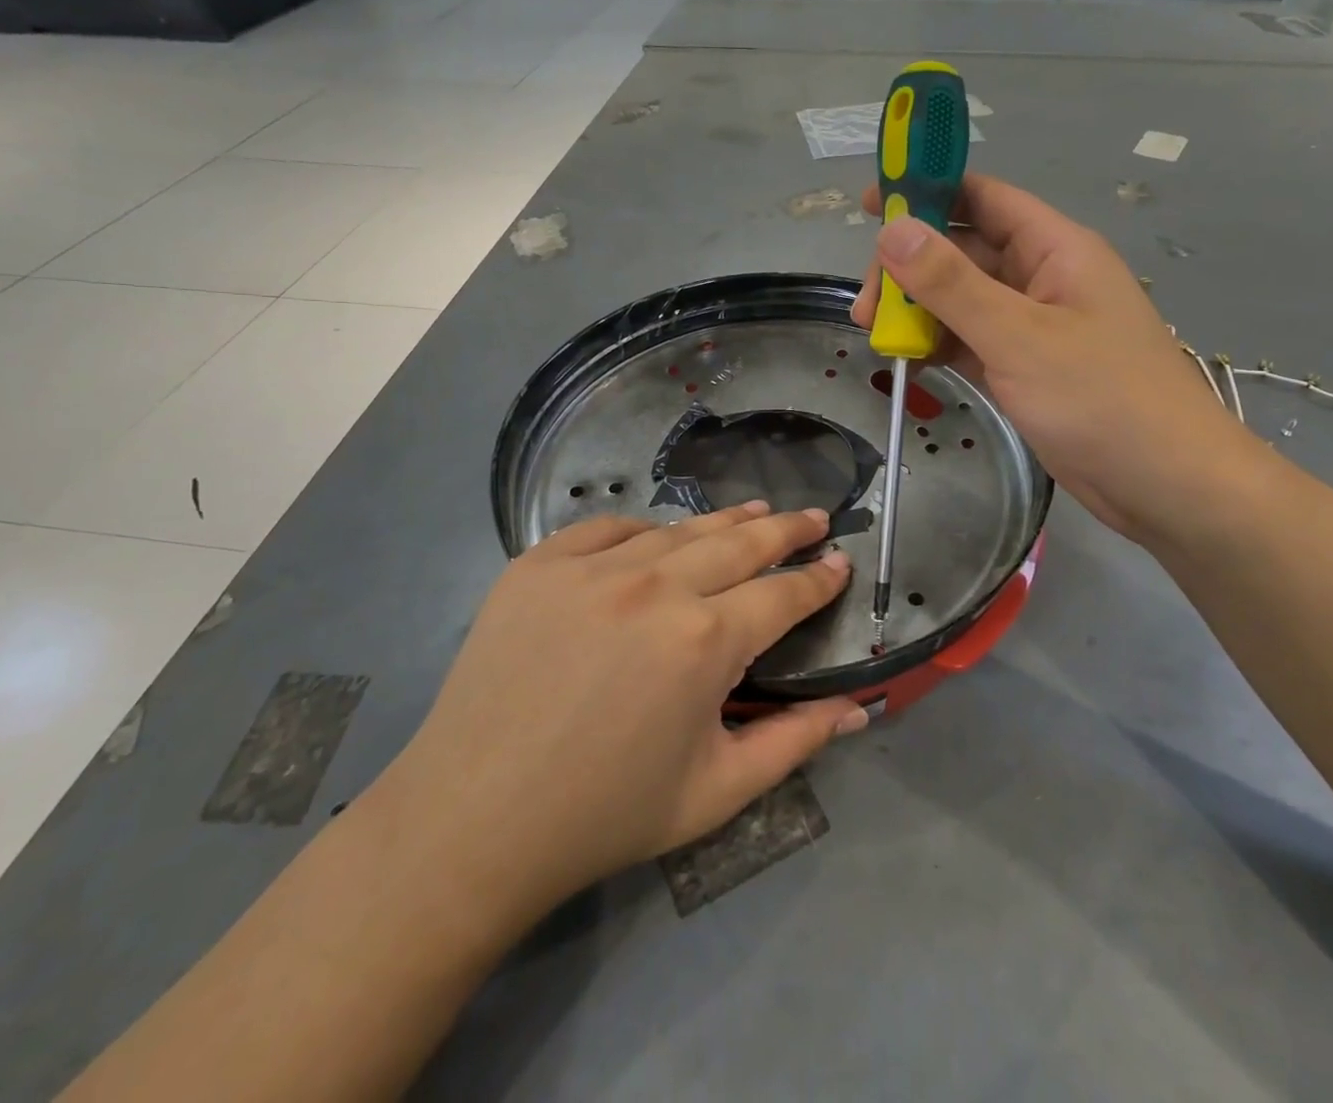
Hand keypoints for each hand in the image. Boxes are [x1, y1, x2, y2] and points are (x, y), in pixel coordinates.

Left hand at [388, 504, 865, 914]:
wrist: (472, 821)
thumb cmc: (606, 814)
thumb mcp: (718, 791)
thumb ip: (795, 742)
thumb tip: (860, 708)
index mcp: (705, 640)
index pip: (783, 593)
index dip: (818, 578)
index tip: (840, 561)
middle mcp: (655, 586)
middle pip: (740, 542)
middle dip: (786, 529)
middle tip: (813, 517)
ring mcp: (591, 567)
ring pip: (676, 530)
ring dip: (723, 522)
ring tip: (753, 512)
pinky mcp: (538, 564)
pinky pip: (605, 529)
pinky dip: (640, 530)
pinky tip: (655, 536)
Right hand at [851, 175, 1272, 543]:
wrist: (1167, 485)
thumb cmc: (1102, 399)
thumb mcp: (1018, 335)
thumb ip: (951, 283)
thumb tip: (892, 228)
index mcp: (1054, 249)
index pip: (983, 199)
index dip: (926, 192)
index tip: (868, 207)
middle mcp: (1042, 279)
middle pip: (963, 253)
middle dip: (910, 271)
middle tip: (867, 308)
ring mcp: (1033, 327)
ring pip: (962, 301)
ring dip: (918, 313)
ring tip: (877, 337)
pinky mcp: (1025, 368)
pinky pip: (970, 341)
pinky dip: (938, 346)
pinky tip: (907, 362)